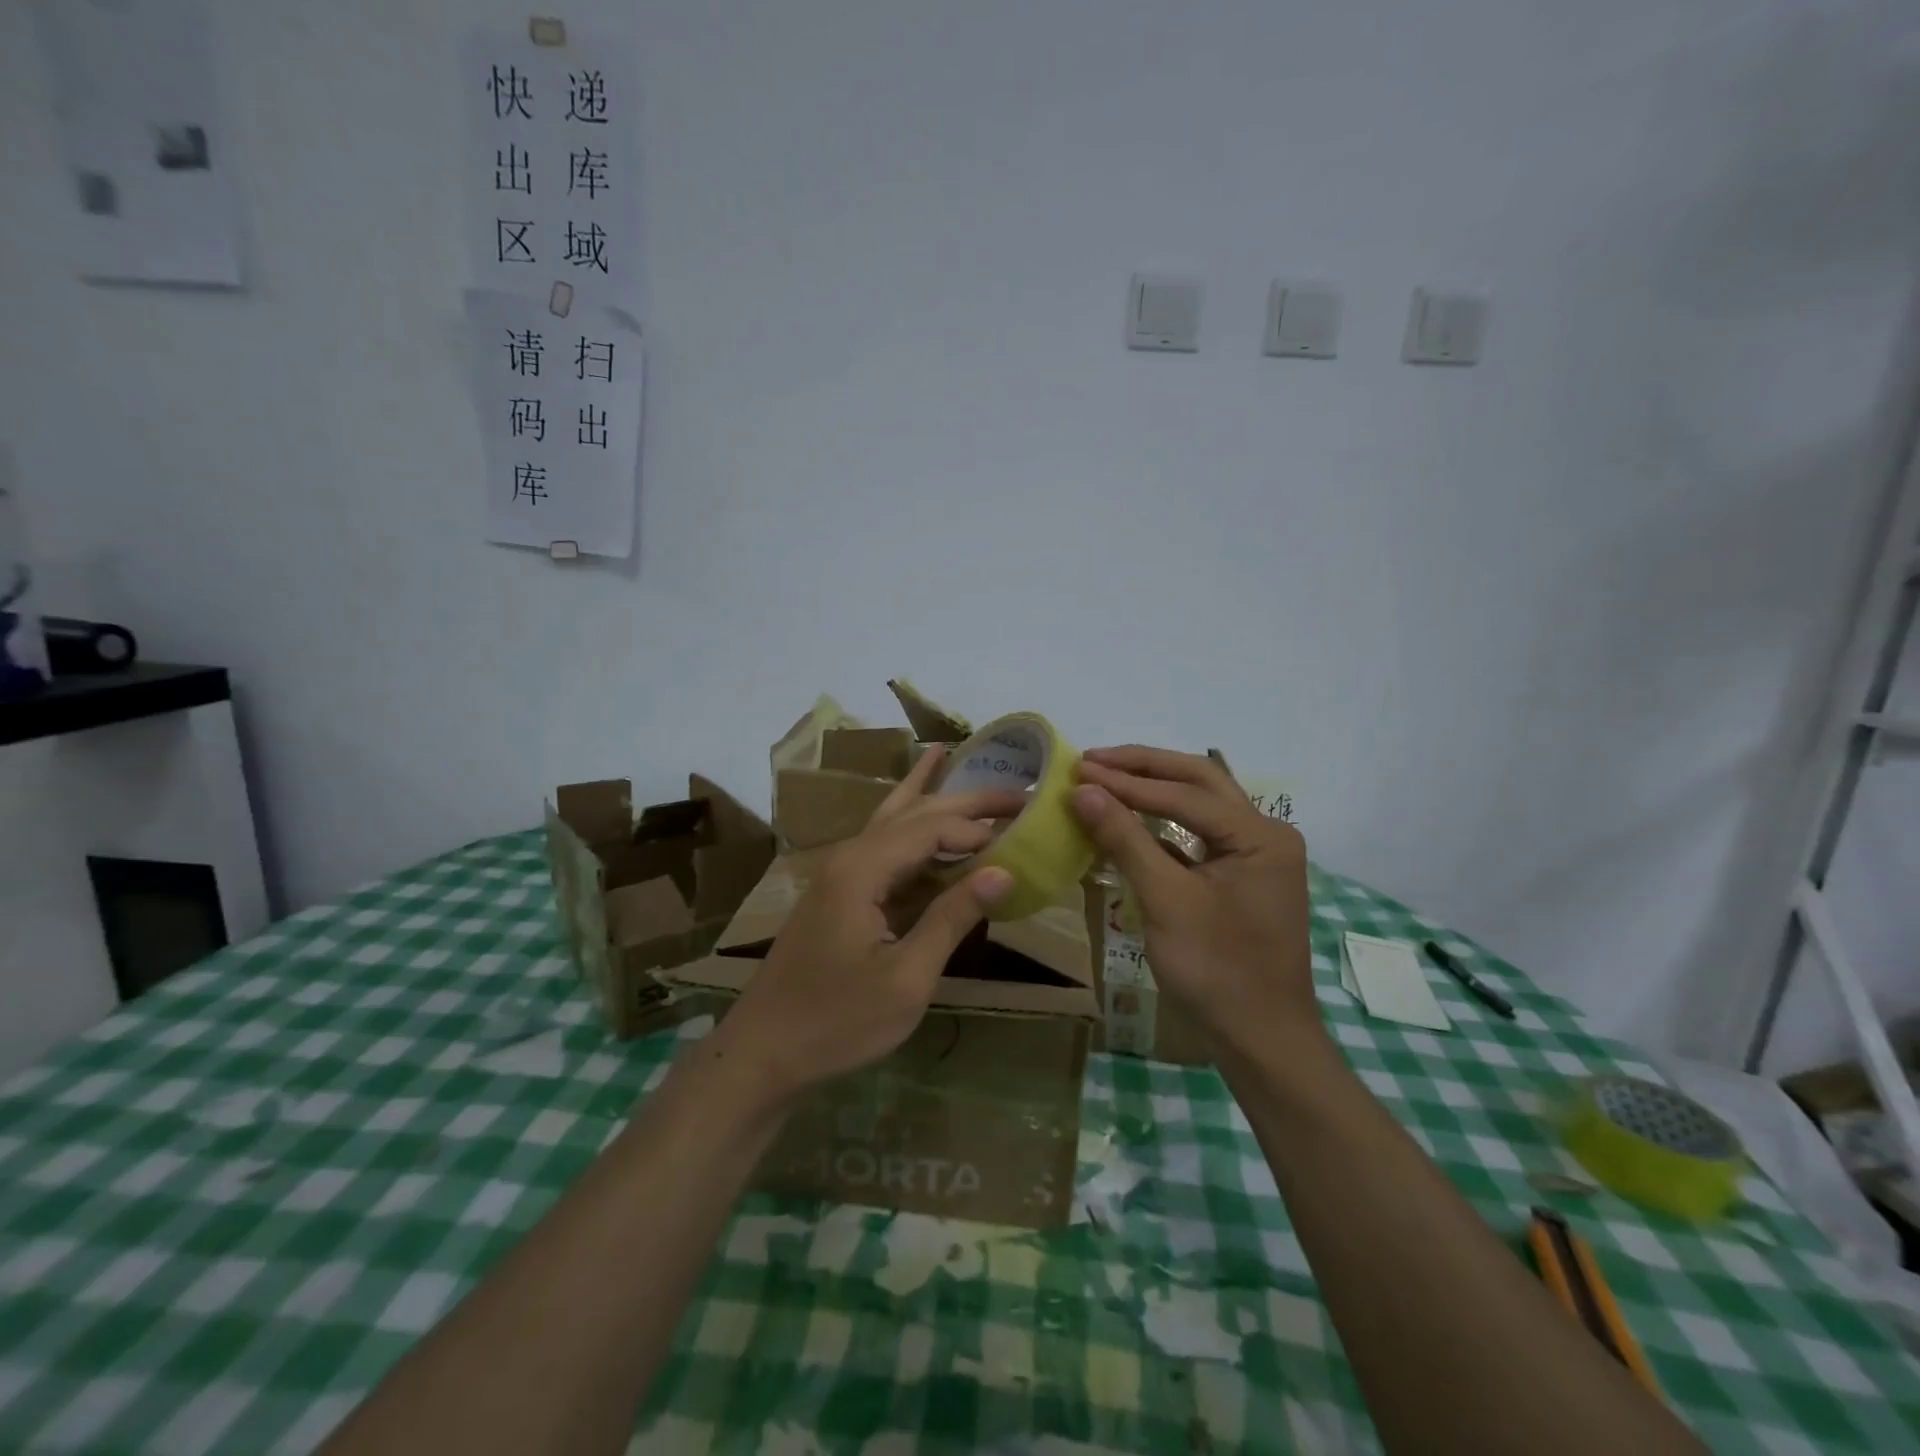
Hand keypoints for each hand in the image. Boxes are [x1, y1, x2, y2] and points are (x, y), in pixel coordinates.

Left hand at [714, 746, 1019, 1104]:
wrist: (763, 1052)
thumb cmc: (837, 1021)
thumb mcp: (906, 978)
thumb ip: (952, 918)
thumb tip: (1003, 871)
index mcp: (862, 869)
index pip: (932, 829)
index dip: (978, 831)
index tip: (1021, 842)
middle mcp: (849, 856)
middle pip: (913, 812)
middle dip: (965, 800)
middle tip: (1018, 790)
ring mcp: (840, 872)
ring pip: (892, 819)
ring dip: (930, 797)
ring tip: (952, 756)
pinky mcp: (840, 892)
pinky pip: (883, 845)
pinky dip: (909, 825)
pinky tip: (917, 809)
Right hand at [1073, 745, 1318, 1051]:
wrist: (1261, 1040)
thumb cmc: (1217, 970)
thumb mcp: (1165, 901)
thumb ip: (1125, 839)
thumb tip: (1082, 790)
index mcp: (1261, 835)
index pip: (1184, 794)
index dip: (1127, 781)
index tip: (1078, 770)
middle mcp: (1265, 833)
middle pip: (1198, 782)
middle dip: (1143, 767)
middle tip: (1092, 760)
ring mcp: (1256, 854)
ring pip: (1199, 804)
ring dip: (1153, 788)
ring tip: (1105, 777)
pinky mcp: (1241, 875)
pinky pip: (1198, 834)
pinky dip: (1161, 823)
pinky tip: (1128, 818)